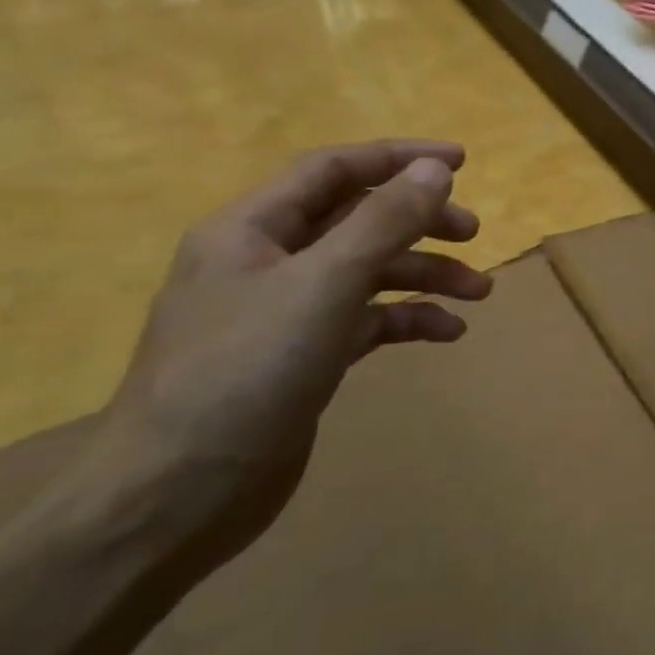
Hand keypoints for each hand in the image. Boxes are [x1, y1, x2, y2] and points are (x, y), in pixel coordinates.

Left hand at [87, 139, 492, 570]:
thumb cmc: (245, 373)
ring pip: (369, 271)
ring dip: (425, 274)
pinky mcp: (304, 357)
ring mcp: (285, 312)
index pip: (333, 170)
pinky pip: (367, 320)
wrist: (176, 497)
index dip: (397, 157)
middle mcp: (267, 261)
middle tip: (474, 232)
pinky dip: (408, 319)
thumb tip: (435, 169)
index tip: (462, 161)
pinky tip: (447, 333)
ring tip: (479, 292)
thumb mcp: (324, 285)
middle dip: (420, 221)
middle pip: (357, 219)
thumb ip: (384, 222)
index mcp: (252, 229)